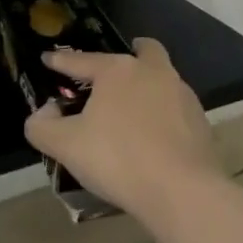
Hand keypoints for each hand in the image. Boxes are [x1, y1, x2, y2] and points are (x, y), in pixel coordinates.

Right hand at [23, 38, 225, 223]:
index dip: (61, 61)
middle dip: (131, 53)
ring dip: (148, 85)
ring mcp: (182, 95)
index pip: (82, 60)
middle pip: (144, 51)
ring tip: (132, 108)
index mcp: (118, 71)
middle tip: (115, 69)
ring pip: (163, 78)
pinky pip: (176, 108)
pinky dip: (163, 113)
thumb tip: (44, 113)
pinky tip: (153, 135)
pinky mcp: (200, 122)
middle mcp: (153, 73)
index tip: (48, 58)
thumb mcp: (65, 145)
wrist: (182, 191)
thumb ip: (42, 126)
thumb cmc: (118, 158)